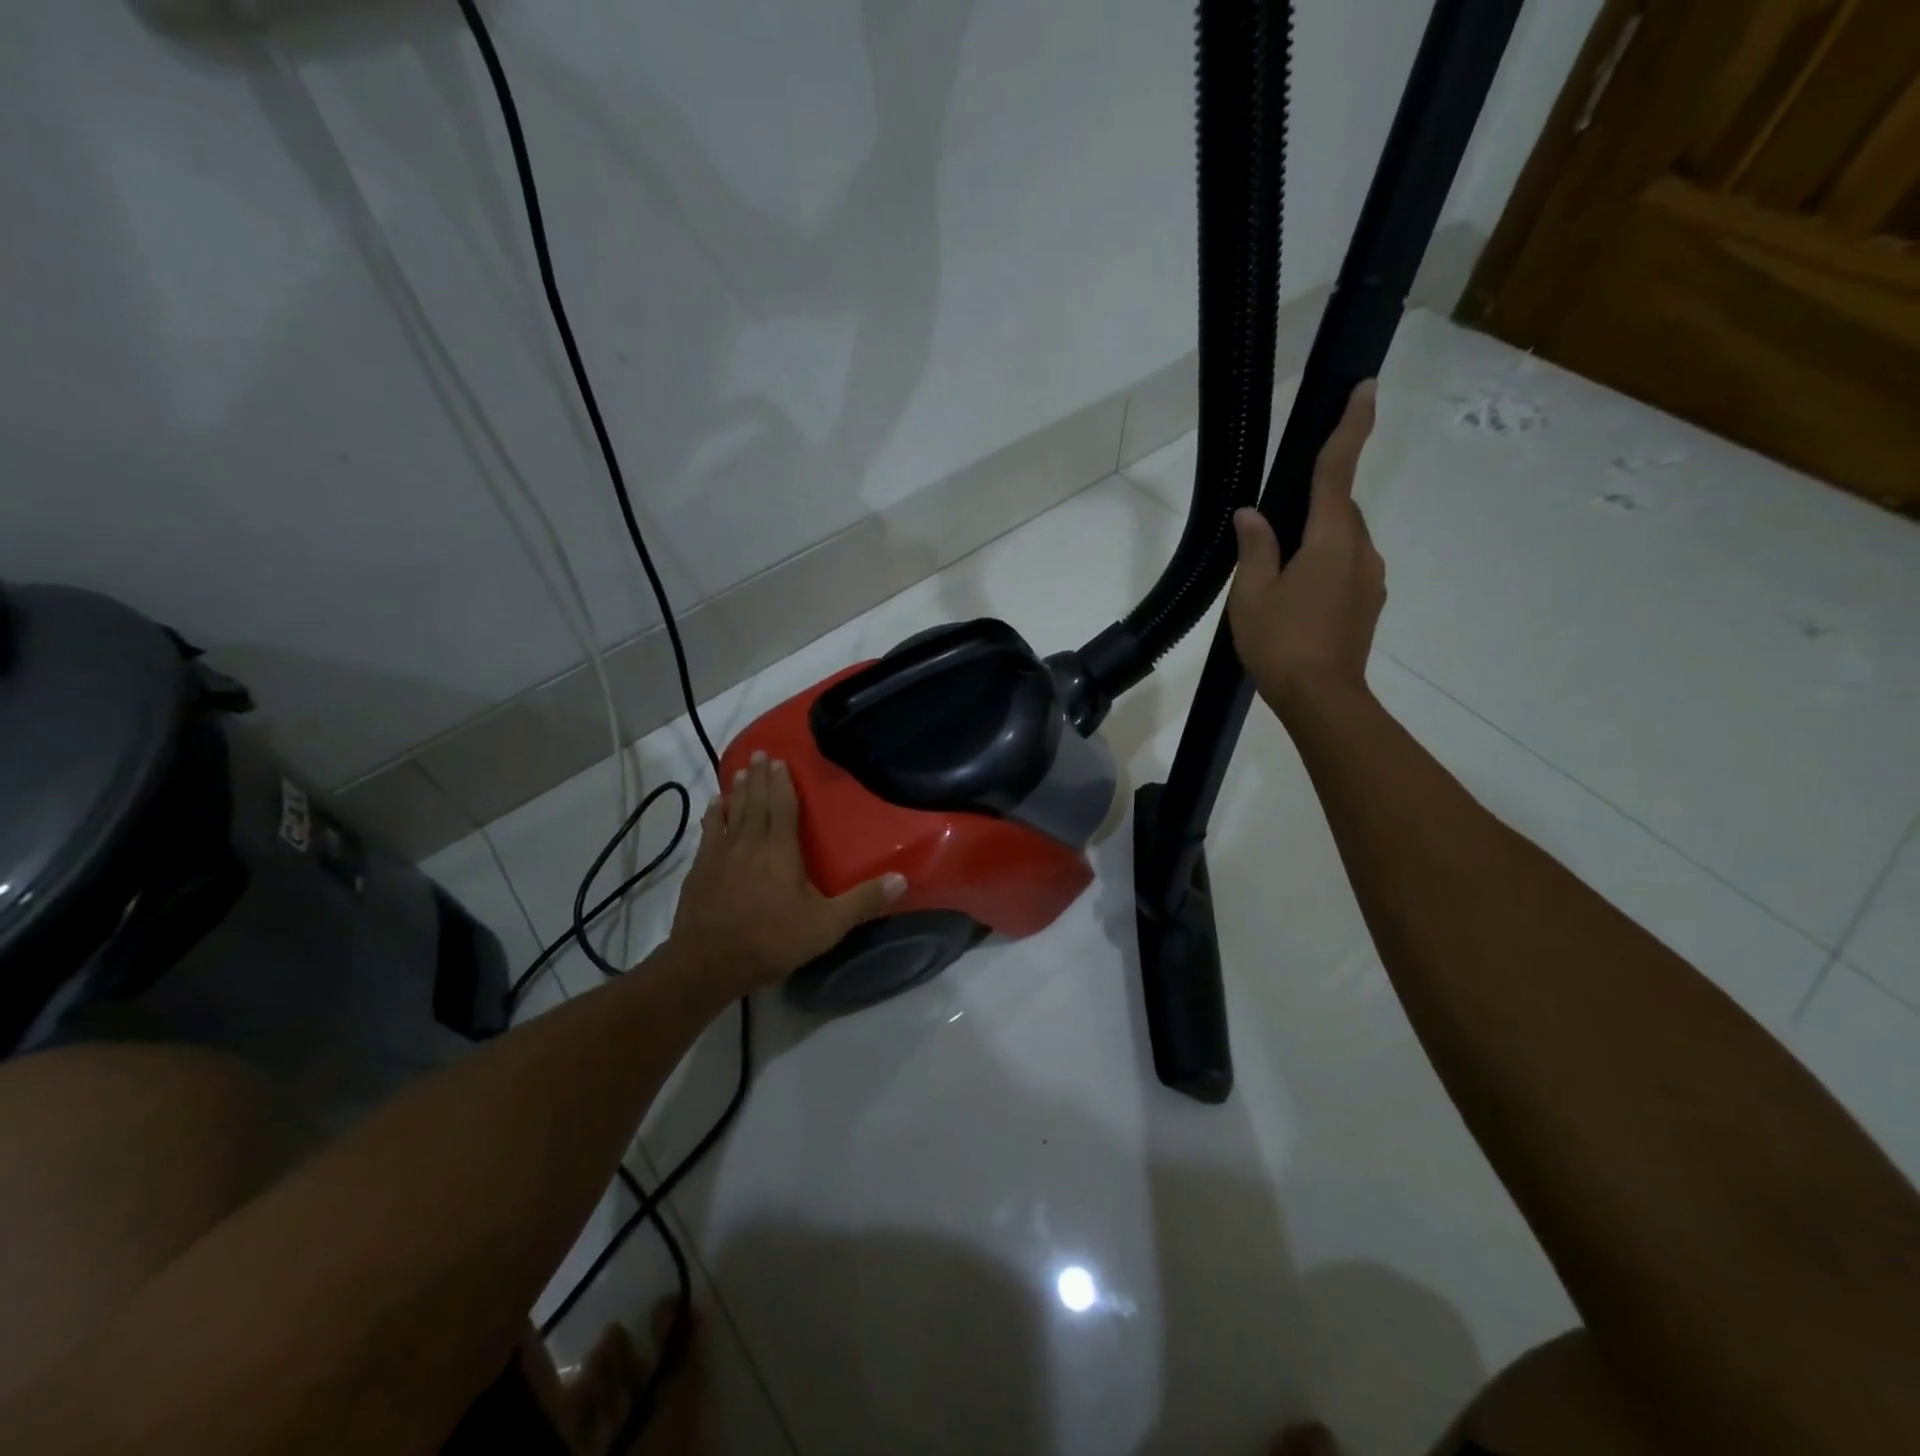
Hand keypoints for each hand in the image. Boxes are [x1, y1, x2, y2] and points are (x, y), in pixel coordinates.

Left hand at [669, 751, 905, 994]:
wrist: (709, 963)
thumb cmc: (772, 940)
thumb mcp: (826, 926)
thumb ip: (862, 901)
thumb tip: (901, 879)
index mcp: (780, 849)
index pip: (782, 806)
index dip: (782, 783)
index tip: (779, 760)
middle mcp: (750, 842)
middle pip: (755, 801)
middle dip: (759, 777)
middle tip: (760, 754)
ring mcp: (721, 854)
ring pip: (731, 812)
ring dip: (737, 790)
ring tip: (739, 771)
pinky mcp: (700, 869)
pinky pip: (709, 831)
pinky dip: (713, 815)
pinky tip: (714, 806)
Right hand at [1227, 380, 1384, 712]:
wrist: (1322, 699)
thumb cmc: (1281, 643)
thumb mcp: (1252, 594)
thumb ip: (1255, 548)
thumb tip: (1251, 514)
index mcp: (1329, 541)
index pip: (1338, 472)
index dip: (1351, 428)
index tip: (1365, 388)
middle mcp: (1359, 551)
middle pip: (1339, 510)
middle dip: (1314, 505)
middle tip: (1274, 530)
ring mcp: (1369, 579)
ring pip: (1343, 540)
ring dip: (1317, 541)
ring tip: (1279, 575)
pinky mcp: (1368, 603)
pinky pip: (1347, 567)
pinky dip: (1325, 566)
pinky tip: (1298, 597)